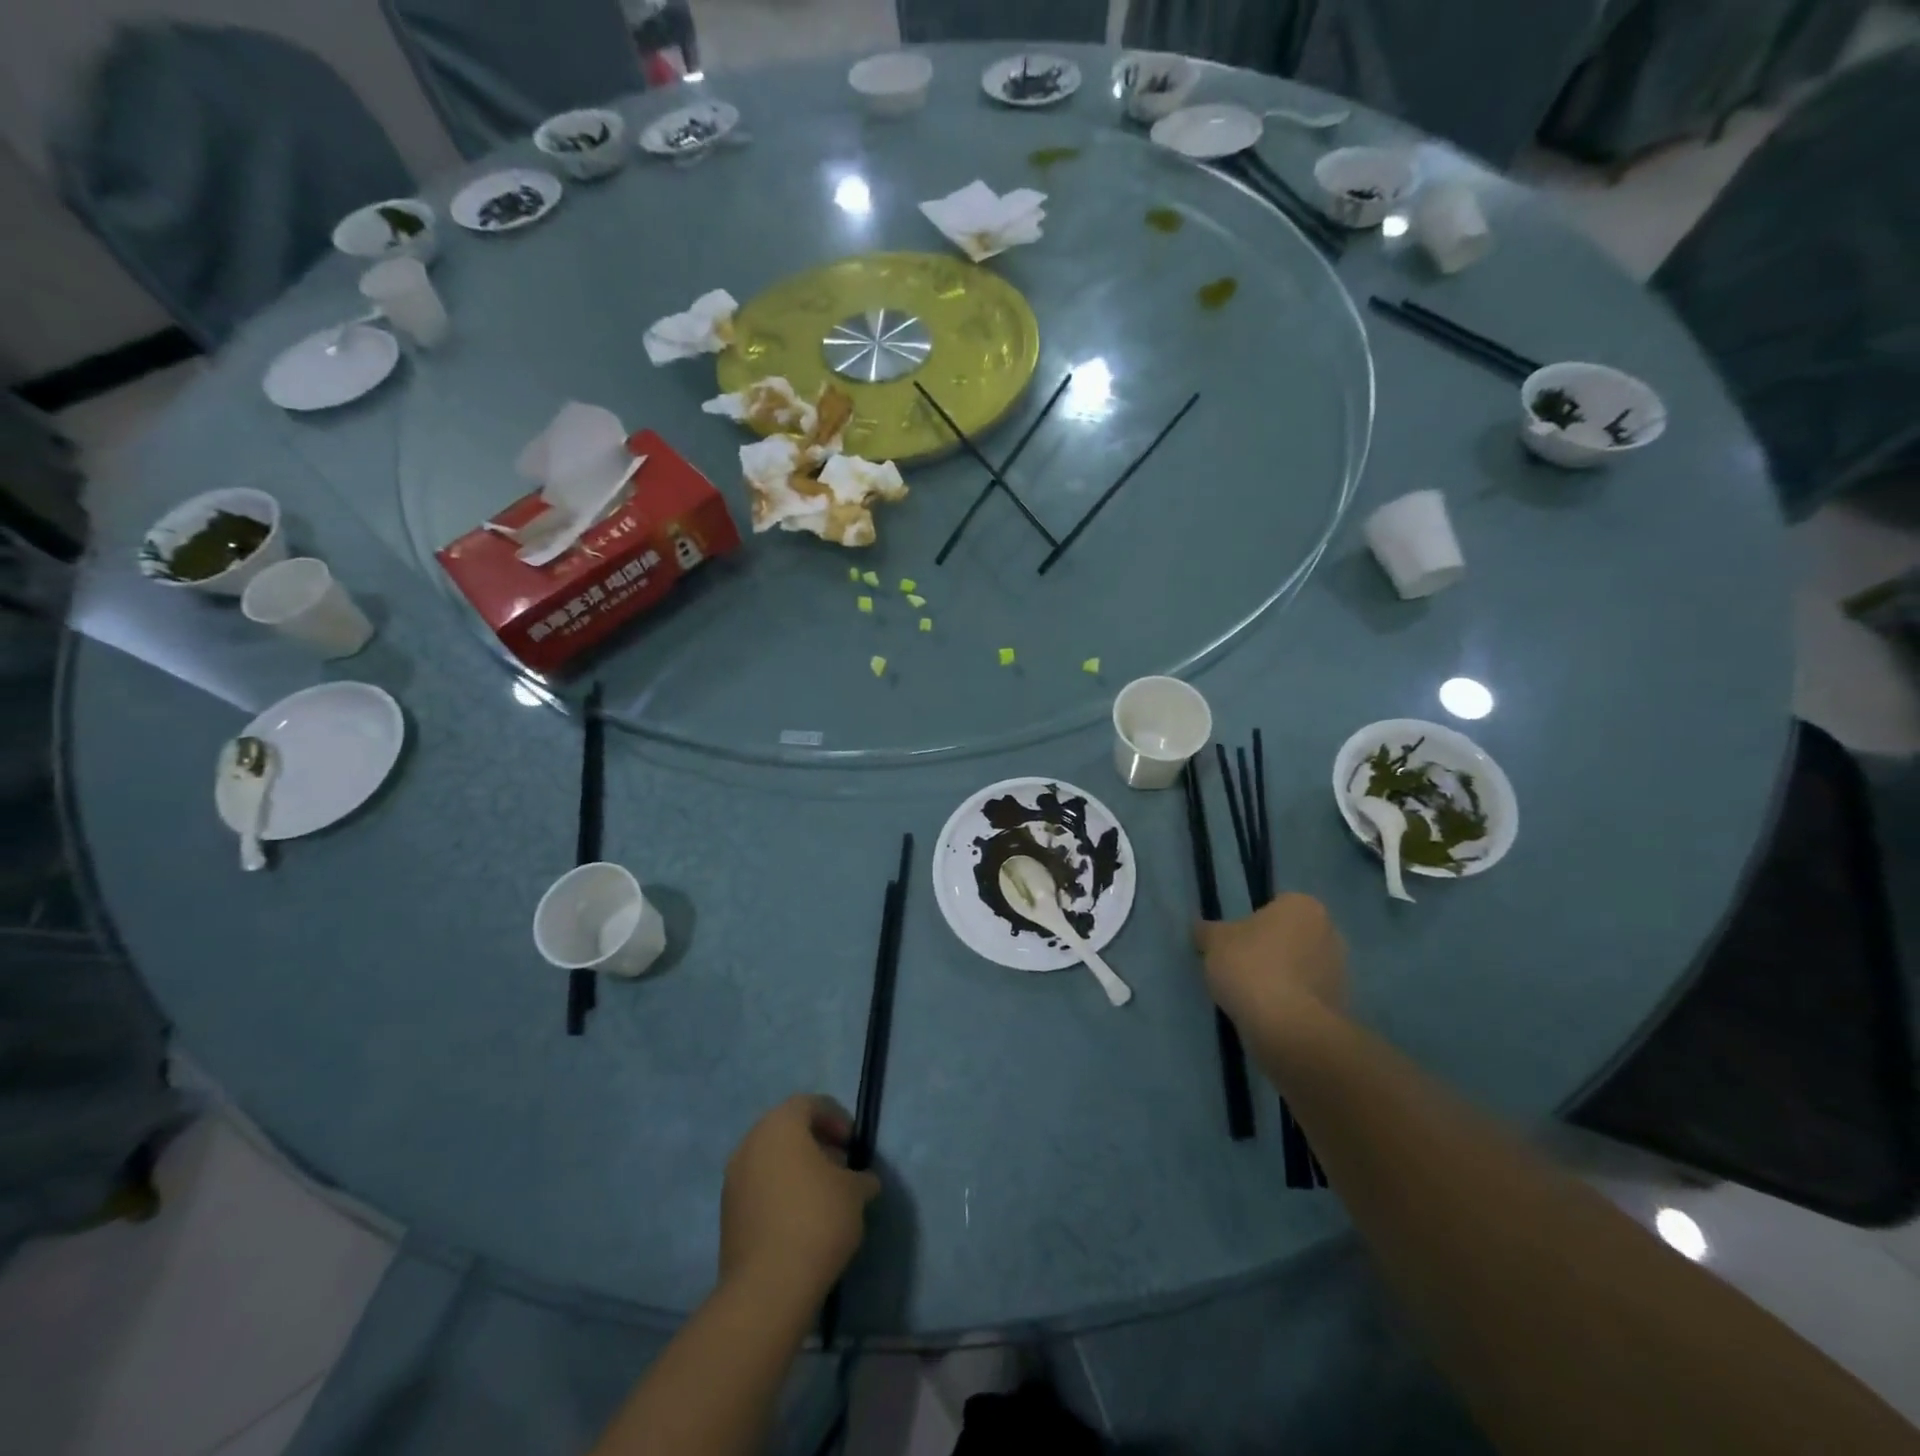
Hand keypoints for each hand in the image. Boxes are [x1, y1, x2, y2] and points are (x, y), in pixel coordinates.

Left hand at [720, 1095, 880, 1316]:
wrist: (767, 1287)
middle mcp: (751, 1142)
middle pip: (787, 1130)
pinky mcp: (727, 1213)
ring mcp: (734, 1178)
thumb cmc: (817, 1220)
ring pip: (771, 1159)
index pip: (810, 1104)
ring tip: (823, 1195)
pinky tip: (801, 1218)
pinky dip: (780, 1191)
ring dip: (797, 1168)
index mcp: (780, 1125)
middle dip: (816, 1143)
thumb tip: (863, 1180)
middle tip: (840, 1166)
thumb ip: (861, 1177)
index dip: (836, 1118)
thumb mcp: (855, 1193)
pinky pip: (759, 1187)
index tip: (853, 1144)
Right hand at [1195, 893, 1347, 1031]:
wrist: (1287, 1027)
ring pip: (1301, 966)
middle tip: (1241, 967)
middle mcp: (1330, 931)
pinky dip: (1291, 1002)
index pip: (1275, 906)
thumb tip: (1202, 930)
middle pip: (1291, 936)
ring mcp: (1340, 970)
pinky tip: (1269, 1014)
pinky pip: (1307, 995)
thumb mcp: (1214, 942)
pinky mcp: (1341, 1005)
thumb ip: (1207, 931)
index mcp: (1303, 906)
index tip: (1235, 944)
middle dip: (1271, 949)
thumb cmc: (1251, 967)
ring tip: (1252, 996)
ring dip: (1282, 977)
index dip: (1251, 924)